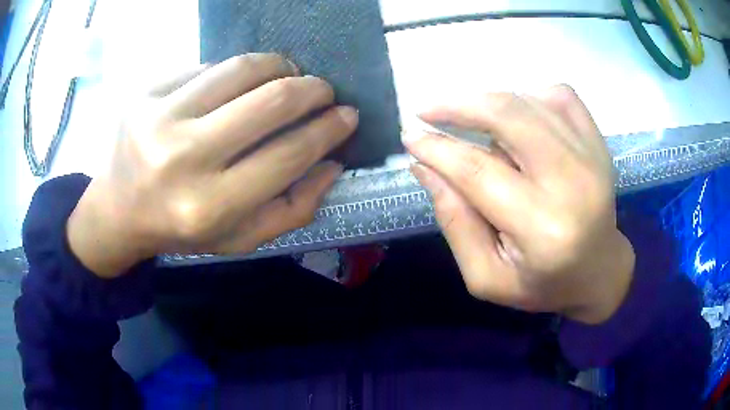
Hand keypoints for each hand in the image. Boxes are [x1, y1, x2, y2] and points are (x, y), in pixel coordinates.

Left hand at [67, 54, 357, 277]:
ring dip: (278, 66)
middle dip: (312, 89)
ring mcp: (157, 117)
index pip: (287, 154)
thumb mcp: (238, 238)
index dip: (327, 130)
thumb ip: (292, 209)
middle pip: (270, 101)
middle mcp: (181, 158)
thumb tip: (332, 163)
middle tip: (323, 90)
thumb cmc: (180, 229)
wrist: (116, 210)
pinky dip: (232, 72)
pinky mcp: (144, 92)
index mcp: (208, 207)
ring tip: (288, 74)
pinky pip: (206, 67)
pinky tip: (234, 86)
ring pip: (240, 69)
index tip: (347, 115)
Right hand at [405, 85, 634, 324]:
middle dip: (458, 106)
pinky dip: (530, 97)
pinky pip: (559, 95)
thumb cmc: (542, 282)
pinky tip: (520, 119)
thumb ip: (455, 223)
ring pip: (528, 101)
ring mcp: (591, 155)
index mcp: (542, 229)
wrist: (598, 271)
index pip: (478, 171)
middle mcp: (572, 183)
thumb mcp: (487, 276)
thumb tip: (425, 167)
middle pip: (507, 117)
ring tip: (472, 123)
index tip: (409, 136)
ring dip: (489, 104)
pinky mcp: (598, 141)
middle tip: (428, 111)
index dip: (437, 148)